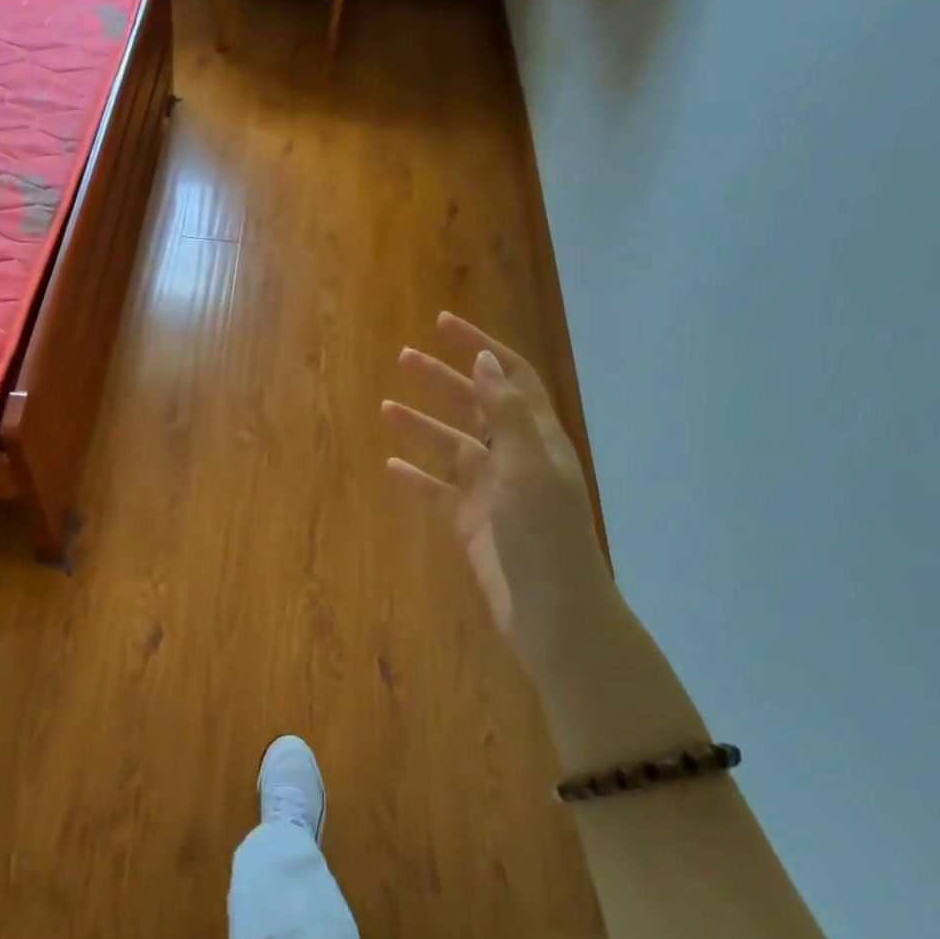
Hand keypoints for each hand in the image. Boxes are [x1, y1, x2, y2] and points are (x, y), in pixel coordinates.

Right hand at [382, 312, 607, 657]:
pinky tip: (390, 467)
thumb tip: (484, 360)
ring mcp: (492, 493)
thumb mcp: (530, 467)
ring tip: (386, 407)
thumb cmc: (546, 535)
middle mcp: (515, 459)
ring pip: (452, 447)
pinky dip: (415, 478)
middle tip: (403, 358)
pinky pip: (437, 492)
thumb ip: (508, 413)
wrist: (553, 613)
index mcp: (537, 439)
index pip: (510, 377)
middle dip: (443, 379)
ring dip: (422, 425)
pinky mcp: (471, 524)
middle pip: (476, 406)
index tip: (442, 325)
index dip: (479, 347)